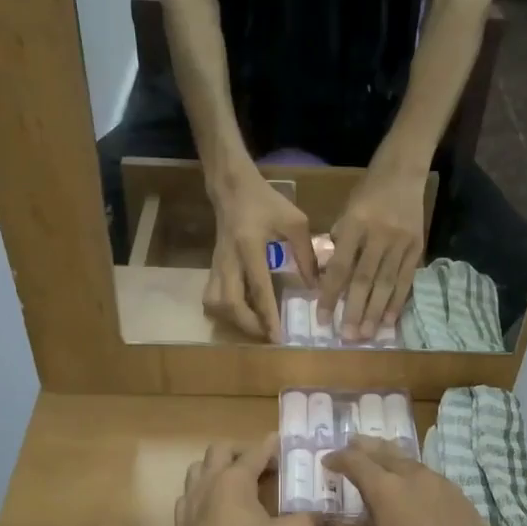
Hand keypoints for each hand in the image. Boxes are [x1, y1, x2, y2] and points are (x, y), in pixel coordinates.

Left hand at [173, 435, 322, 525]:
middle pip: (219, 451)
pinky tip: (219, 511)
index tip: (285, 442)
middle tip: (263, 465)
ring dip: (219, 469)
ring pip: (199, 470)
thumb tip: (326, 514)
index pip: (256, 451)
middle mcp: (208, 484)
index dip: (273, 446)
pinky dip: (205, 494)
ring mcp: (189, 506)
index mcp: (234, 480)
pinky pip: (190, 497)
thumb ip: (313, 520)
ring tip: (240, 484)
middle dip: (242, 452)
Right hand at [206, 166, 316, 341]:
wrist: (233, 188)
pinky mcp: (213, 267)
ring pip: (214, 303)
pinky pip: (212, 297)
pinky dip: (225, 311)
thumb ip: (306, 254)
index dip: (267, 316)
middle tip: (267, 335)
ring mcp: (217, 265)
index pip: (258, 289)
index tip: (277, 337)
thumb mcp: (295, 222)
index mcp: (250, 246)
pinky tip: (242, 313)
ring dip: (233, 320)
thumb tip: (314, 287)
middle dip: (248, 325)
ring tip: (255, 326)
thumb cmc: (267, 203)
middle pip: (229, 303)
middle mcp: (229, 259)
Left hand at [321, 164, 425, 341]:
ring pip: (386, 283)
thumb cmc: (368, 191)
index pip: (341, 266)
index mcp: (356, 223)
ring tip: (367, 335)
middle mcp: (380, 234)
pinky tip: (389, 321)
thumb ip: (340, 242)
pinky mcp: (417, 247)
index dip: (331, 294)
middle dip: (355, 311)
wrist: (404, 170)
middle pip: (365, 279)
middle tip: (347, 337)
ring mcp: (401, 242)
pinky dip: (397, 301)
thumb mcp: (346, 210)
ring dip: (376, 312)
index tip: (323, 318)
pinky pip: (406, 279)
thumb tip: (332, 277)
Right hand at [324, 437, 514, 525]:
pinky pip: (435, 482)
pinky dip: (419, 481)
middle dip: (367, 447)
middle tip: (354, 443)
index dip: (339, 459)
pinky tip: (418, 493)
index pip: (356, 462)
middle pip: (387, 451)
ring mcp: (444, 487)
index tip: (328, 461)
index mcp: (386, 492)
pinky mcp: (465, 502)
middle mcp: (416, 479)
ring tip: (386, 464)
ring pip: (414, 464)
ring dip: (395, 461)